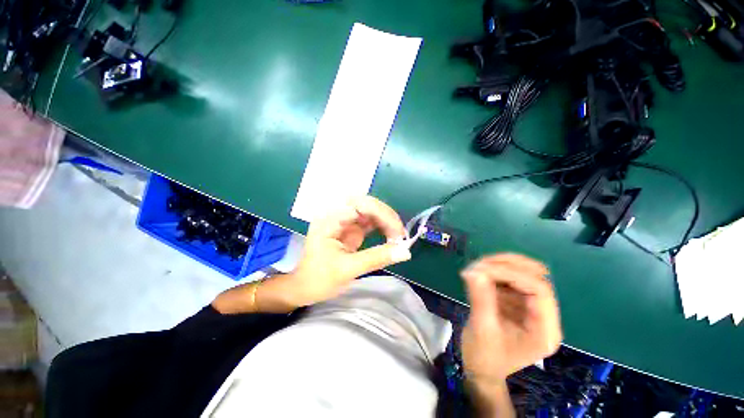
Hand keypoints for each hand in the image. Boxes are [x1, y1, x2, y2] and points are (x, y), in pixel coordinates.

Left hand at [213, 196, 410, 314]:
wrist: (304, 288)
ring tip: (398, 237)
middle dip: (386, 216)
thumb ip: (376, 258)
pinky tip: (391, 237)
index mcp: (329, 220)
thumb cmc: (318, 280)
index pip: (359, 204)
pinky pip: (371, 222)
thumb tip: (406, 252)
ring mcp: (345, 221)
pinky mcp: (351, 229)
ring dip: (387, 221)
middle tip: (400, 235)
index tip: (397, 233)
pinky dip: (383, 228)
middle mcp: (337, 215)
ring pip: (371, 211)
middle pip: (367, 203)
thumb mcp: (347, 270)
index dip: (382, 214)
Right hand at [461, 254, 561, 386]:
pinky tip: (478, 276)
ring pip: (523, 274)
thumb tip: (474, 270)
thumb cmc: (484, 357)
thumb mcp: (482, 330)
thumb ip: (481, 299)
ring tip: (475, 268)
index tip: (482, 269)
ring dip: (499, 266)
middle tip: (479, 264)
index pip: (539, 290)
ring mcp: (531, 308)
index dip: (512, 274)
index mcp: (544, 330)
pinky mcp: (517, 303)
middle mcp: (543, 316)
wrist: (481, 369)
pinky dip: (494, 272)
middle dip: (506, 266)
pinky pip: (509, 279)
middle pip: (535, 277)